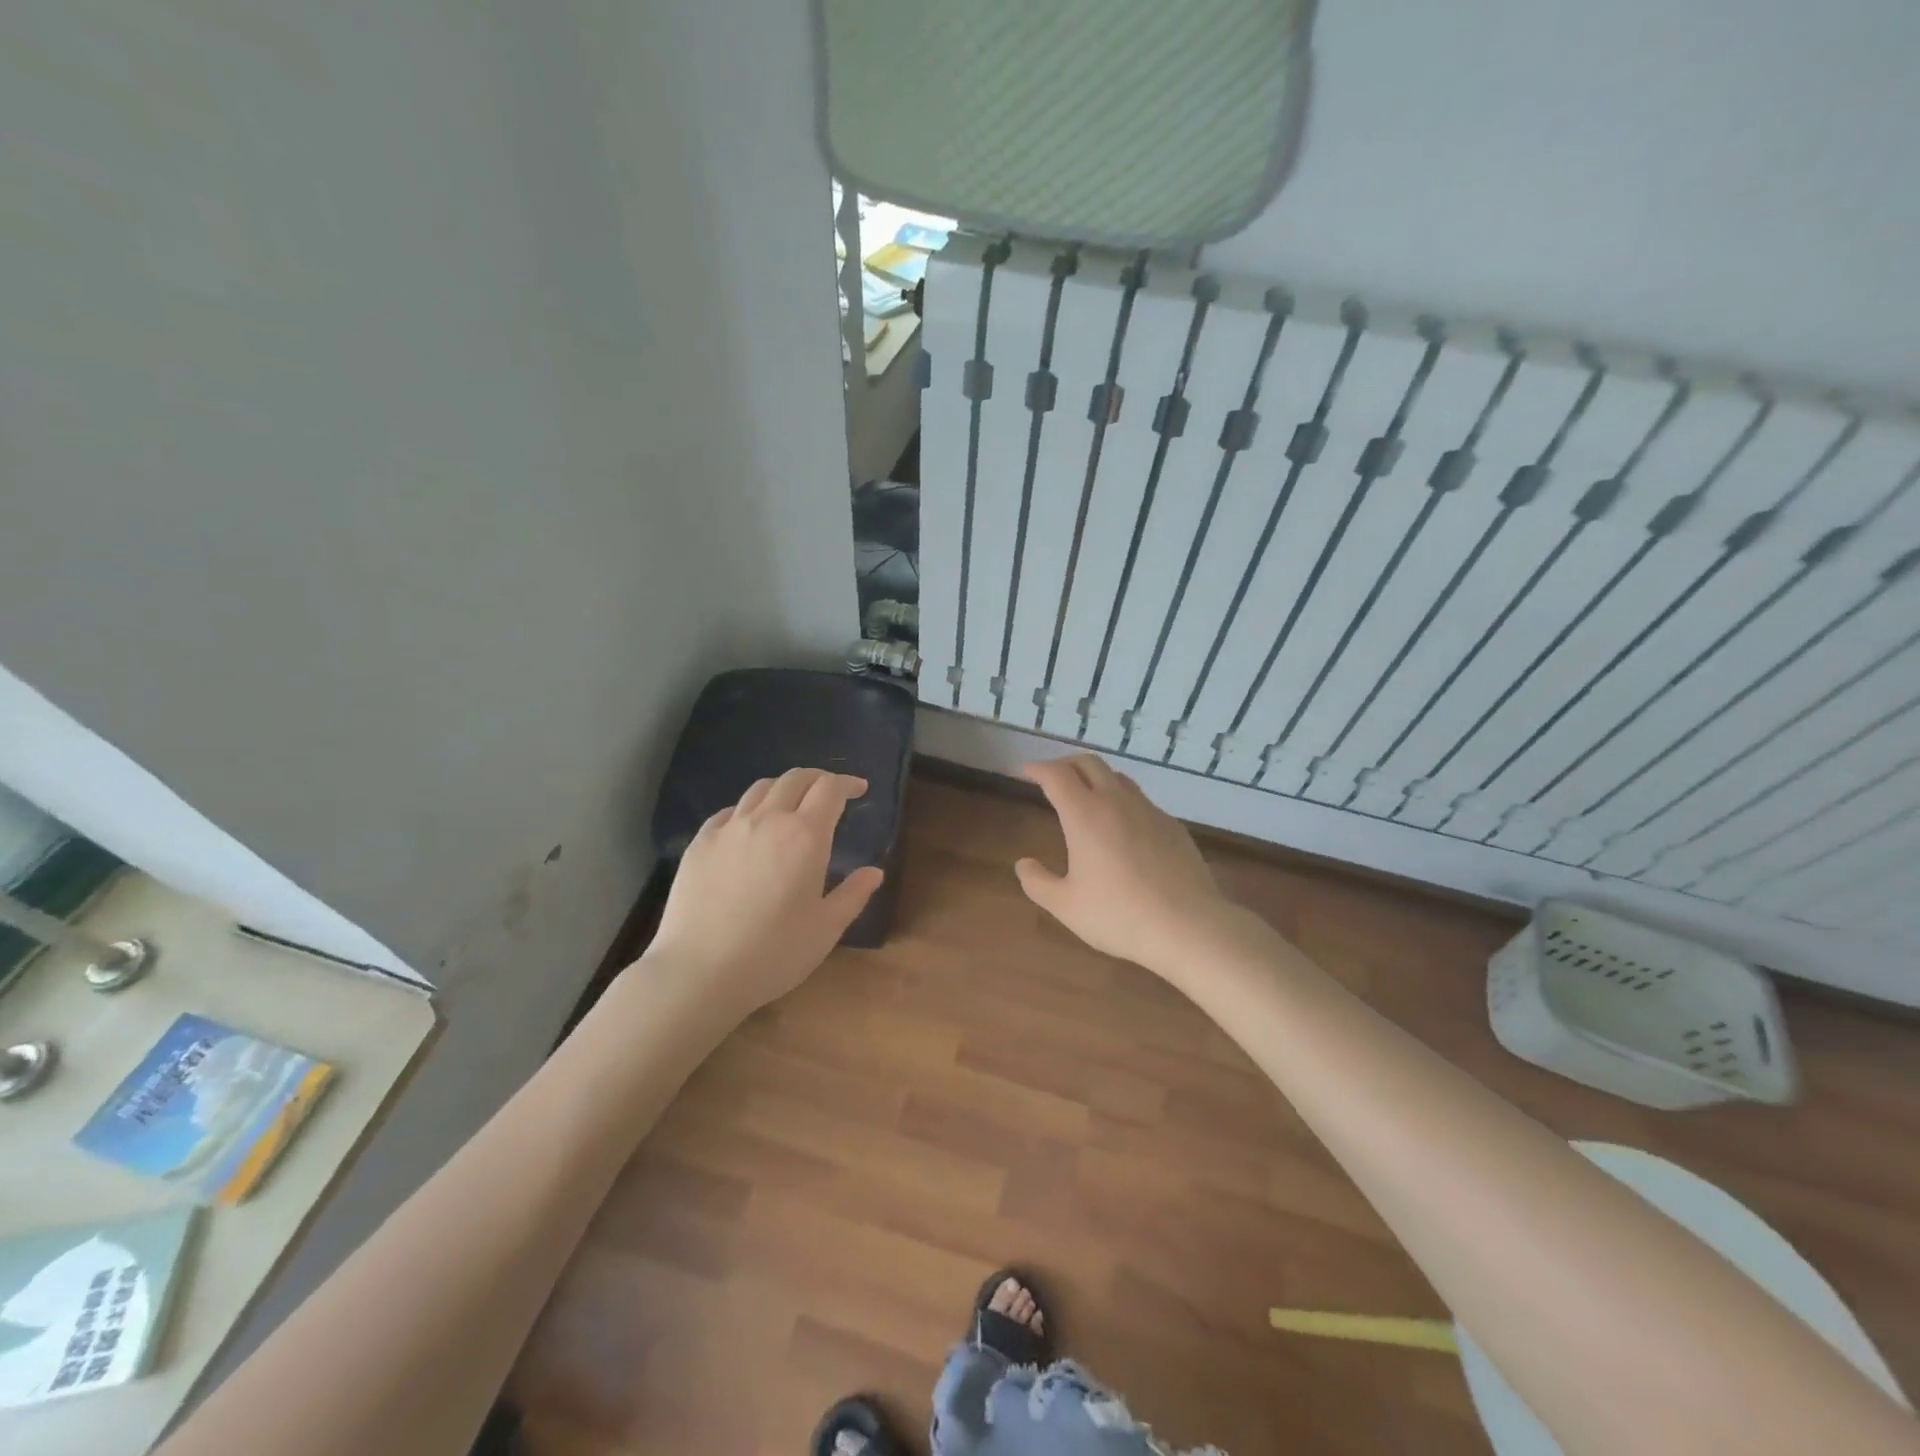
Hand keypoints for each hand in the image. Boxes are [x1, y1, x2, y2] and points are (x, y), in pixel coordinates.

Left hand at [646, 768, 883, 1013]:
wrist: (699, 972)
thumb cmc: (773, 953)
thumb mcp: (826, 929)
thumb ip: (853, 895)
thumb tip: (873, 872)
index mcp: (805, 836)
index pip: (830, 789)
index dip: (847, 783)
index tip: (859, 789)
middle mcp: (767, 820)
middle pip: (795, 778)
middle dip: (817, 778)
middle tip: (829, 791)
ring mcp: (729, 828)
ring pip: (760, 789)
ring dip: (783, 789)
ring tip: (790, 805)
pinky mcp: (700, 843)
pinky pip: (728, 812)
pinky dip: (748, 810)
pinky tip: (748, 828)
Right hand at [1015, 755, 1255, 976]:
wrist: (1188, 926)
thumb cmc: (1118, 915)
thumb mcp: (1066, 905)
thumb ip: (1038, 882)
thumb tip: (1024, 864)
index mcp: (1085, 814)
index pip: (1056, 775)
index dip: (1037, 769)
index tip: (1025, 772)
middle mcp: (1117, 801)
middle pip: (1089, 763)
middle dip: (1066, 763)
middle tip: (1052, 776)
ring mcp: (1150, 811)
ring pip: (1118, 778)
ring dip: (1096, 778)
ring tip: (1086, 795)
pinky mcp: (1172, 827)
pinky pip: (1141, 801)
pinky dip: (1122, 801)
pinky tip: (1122, 827)